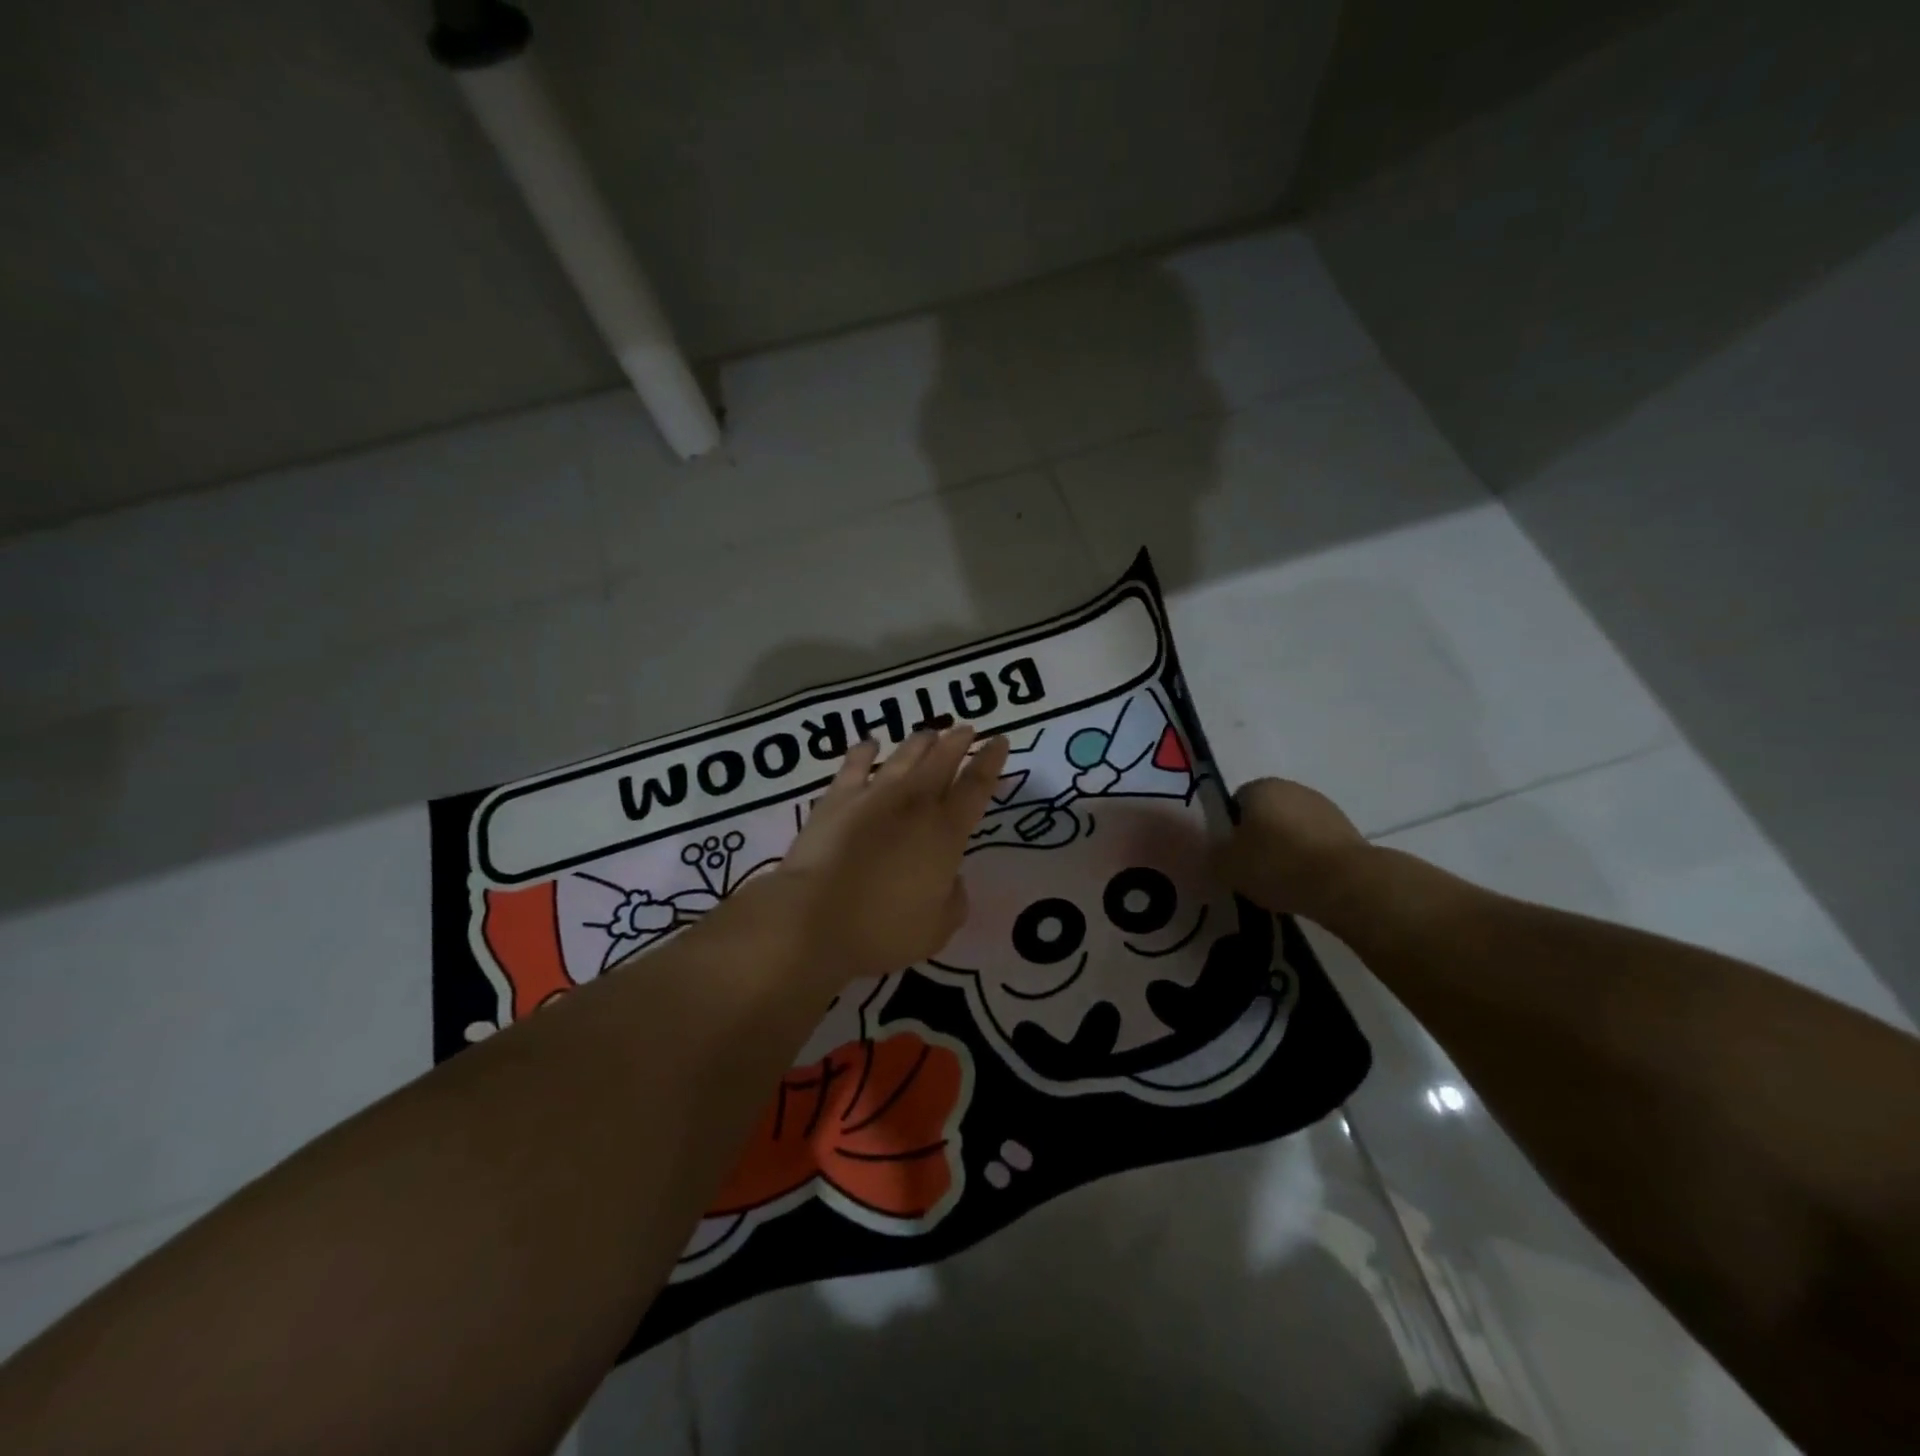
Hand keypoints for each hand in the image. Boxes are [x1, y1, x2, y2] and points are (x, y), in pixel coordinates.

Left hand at [774, 726, 1009, 984]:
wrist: (814, 919)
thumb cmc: (883, 930)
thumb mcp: (937, 928)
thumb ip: (954, 900)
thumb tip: (951, 880)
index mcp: (946, 833)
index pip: (977, 787)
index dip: (990, 762)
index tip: (1000, 740)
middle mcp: (914, 804)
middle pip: (942, 761)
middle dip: (958, 742)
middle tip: (967, 728)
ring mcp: (873, 796)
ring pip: (904, 757)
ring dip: (920, 742)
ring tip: (930, 732)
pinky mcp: (837, 799)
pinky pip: (855, 765)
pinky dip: (864, 751)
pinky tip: (870, 743)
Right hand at [1215, 777, 1375, 920]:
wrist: (1345, 883)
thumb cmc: (1276, 864)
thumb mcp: (1227, 865)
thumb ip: (1215, 855)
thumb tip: (1217, 852)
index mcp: (1260, 786)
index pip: (1235, 803)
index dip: (1231, 830)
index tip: (1232, 856)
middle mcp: (1292, 788)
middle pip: (1266, 813)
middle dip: (1260, 837)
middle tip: (1254, 869)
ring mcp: (1325, 807)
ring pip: (1293, 828)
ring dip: (1287, 848)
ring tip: (1282, 881)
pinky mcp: (1349, 831)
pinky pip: (1316, 844)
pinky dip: (1309, 859)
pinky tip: (1306, 883)